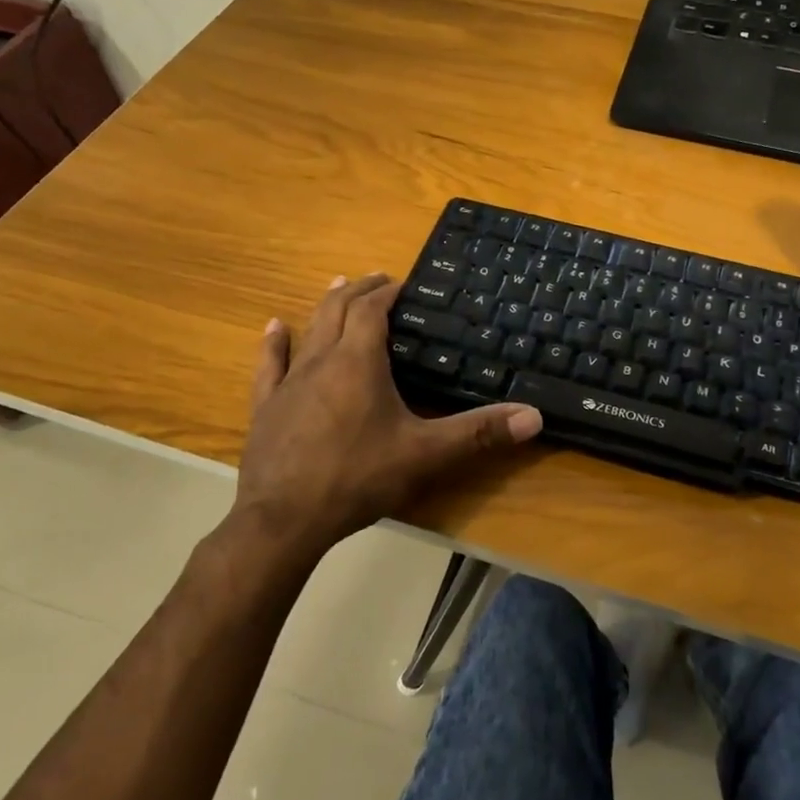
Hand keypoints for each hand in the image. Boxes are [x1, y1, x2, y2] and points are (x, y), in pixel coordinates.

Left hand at [234, 274, 542, 548]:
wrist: (284, 520)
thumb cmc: (357, 477)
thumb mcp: (426, 453)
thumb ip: (479, 433)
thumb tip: (534, 416)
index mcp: (359, 361)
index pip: (372, 309)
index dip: (387, 291)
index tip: (403, 283)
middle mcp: (322, 360)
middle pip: (338, 309)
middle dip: (360, 290)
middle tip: (377, 279)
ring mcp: (289, 383)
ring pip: (309, 330)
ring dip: (326, 305)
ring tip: (338, 285)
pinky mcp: (266, 407)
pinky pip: (270, 365)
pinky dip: (275, 343)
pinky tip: (274, 327)